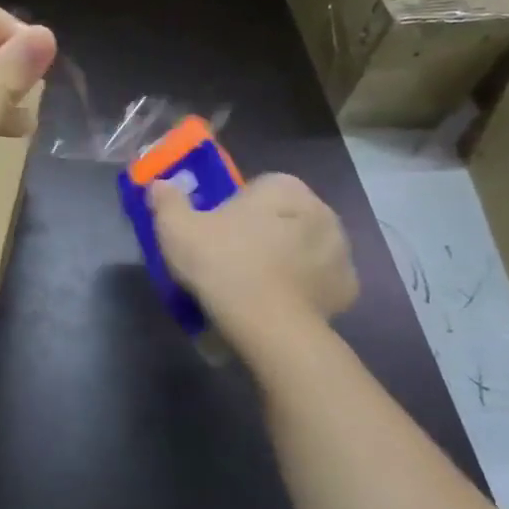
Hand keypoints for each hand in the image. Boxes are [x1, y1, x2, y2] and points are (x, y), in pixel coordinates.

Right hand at [148, 173, 357, 340]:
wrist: (268, 324)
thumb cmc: (222, 264)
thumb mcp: (176, 229)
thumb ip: (167, 201)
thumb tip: (160, 184)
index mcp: (283, 187)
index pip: (257, 187)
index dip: (233, 208)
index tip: (215, 232)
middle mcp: (321, 209)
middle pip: (283, 215)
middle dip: (263, 231)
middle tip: (230, 258)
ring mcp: (341, 249)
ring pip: (304, 247)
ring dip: (285, 258)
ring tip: (253, 285)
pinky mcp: (347, 286)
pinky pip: (318, 280)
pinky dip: (302, 288)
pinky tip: (277, 302)